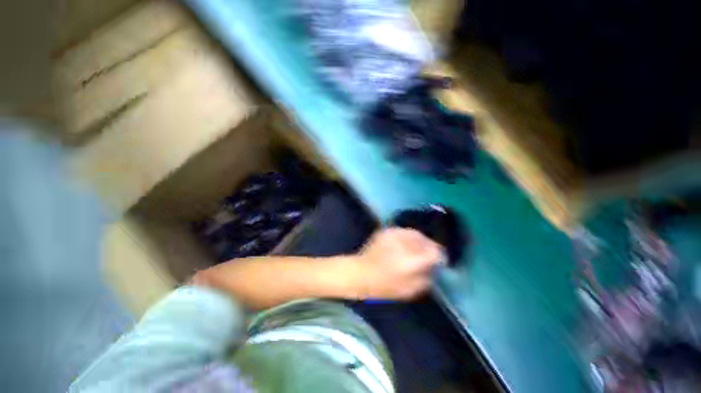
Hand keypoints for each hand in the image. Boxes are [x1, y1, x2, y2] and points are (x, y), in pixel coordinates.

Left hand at [351, 228, 443, 300]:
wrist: (360, 272)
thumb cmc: (384, 286)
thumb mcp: (409, 290)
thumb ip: (426, 278)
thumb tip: (434, 268)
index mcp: (411, 260)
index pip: (434, 252)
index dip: (440, 256)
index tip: (440, 261)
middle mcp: (404, 243)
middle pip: (426, 240)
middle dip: (430, 247)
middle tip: (429, 254)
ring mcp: (394, 234)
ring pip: (415, 233)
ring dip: (421, 241)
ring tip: (419, 249)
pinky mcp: (386, 231)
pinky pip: (404, 231)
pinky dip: (409, 237)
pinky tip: (406, 244)